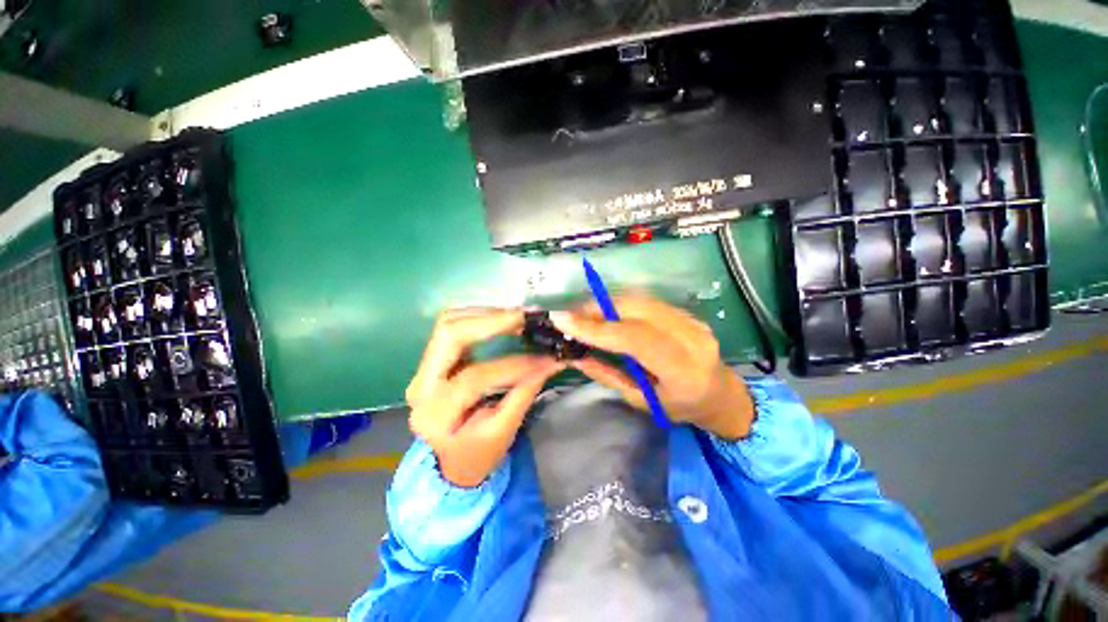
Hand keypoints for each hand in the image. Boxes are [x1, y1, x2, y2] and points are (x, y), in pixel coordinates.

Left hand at [407, 308, 563, 487]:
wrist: (451, 459)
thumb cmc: (477, 452)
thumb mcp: (503, 431)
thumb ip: (525, 392)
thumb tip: (552, 360)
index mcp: (435, 413)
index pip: (474, 378)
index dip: (513, 365)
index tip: (545, 357)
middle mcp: (421, 385)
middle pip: (449, 335)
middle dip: (491, 321)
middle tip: (525, 317)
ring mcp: (422, 368)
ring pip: (449, 323)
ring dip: (485, 314)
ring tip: (518, 316)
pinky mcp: (432, 358)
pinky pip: (453, 325)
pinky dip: (480, 317)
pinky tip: (502, 319)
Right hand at [551, 295, 753, 439]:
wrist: (720, 394)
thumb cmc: (680, 407)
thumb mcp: (640, 401)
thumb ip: (607, 375)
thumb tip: (575, 356)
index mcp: (682, 371)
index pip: (634, 339)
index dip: (597, 328)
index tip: (563, 320)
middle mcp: (691, 339)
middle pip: (637, 310)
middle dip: (597, 309)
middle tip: (571, 316)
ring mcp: (693, 321)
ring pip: (641, 300)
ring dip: (607, 303)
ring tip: (584, 314)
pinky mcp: (687, 313)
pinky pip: (647, 302)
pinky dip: (621, 304)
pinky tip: (607, 313)